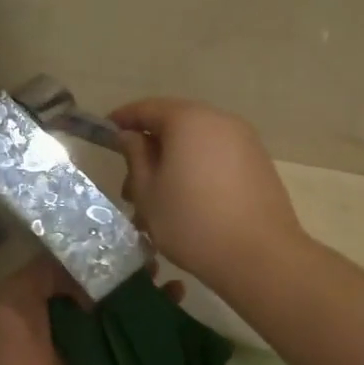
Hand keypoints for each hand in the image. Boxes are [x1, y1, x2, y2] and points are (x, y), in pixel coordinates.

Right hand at [111, 99, 305, 294]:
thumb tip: (130, 136)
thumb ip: (136, 157)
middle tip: (130, 184)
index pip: (147, 108)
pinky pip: (218, 157)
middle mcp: (220, 121)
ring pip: (197, 144)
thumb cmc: (191, 222)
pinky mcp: (259, 164)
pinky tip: (187, 203)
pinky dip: (197, 170)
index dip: (123, 119)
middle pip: (176, 124)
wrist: (259, 256)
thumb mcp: (148, 192)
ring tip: (158, 202)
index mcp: (188, 120)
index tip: (104, 133)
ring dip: (173, 164)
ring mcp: (245, 141)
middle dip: (150, 149)